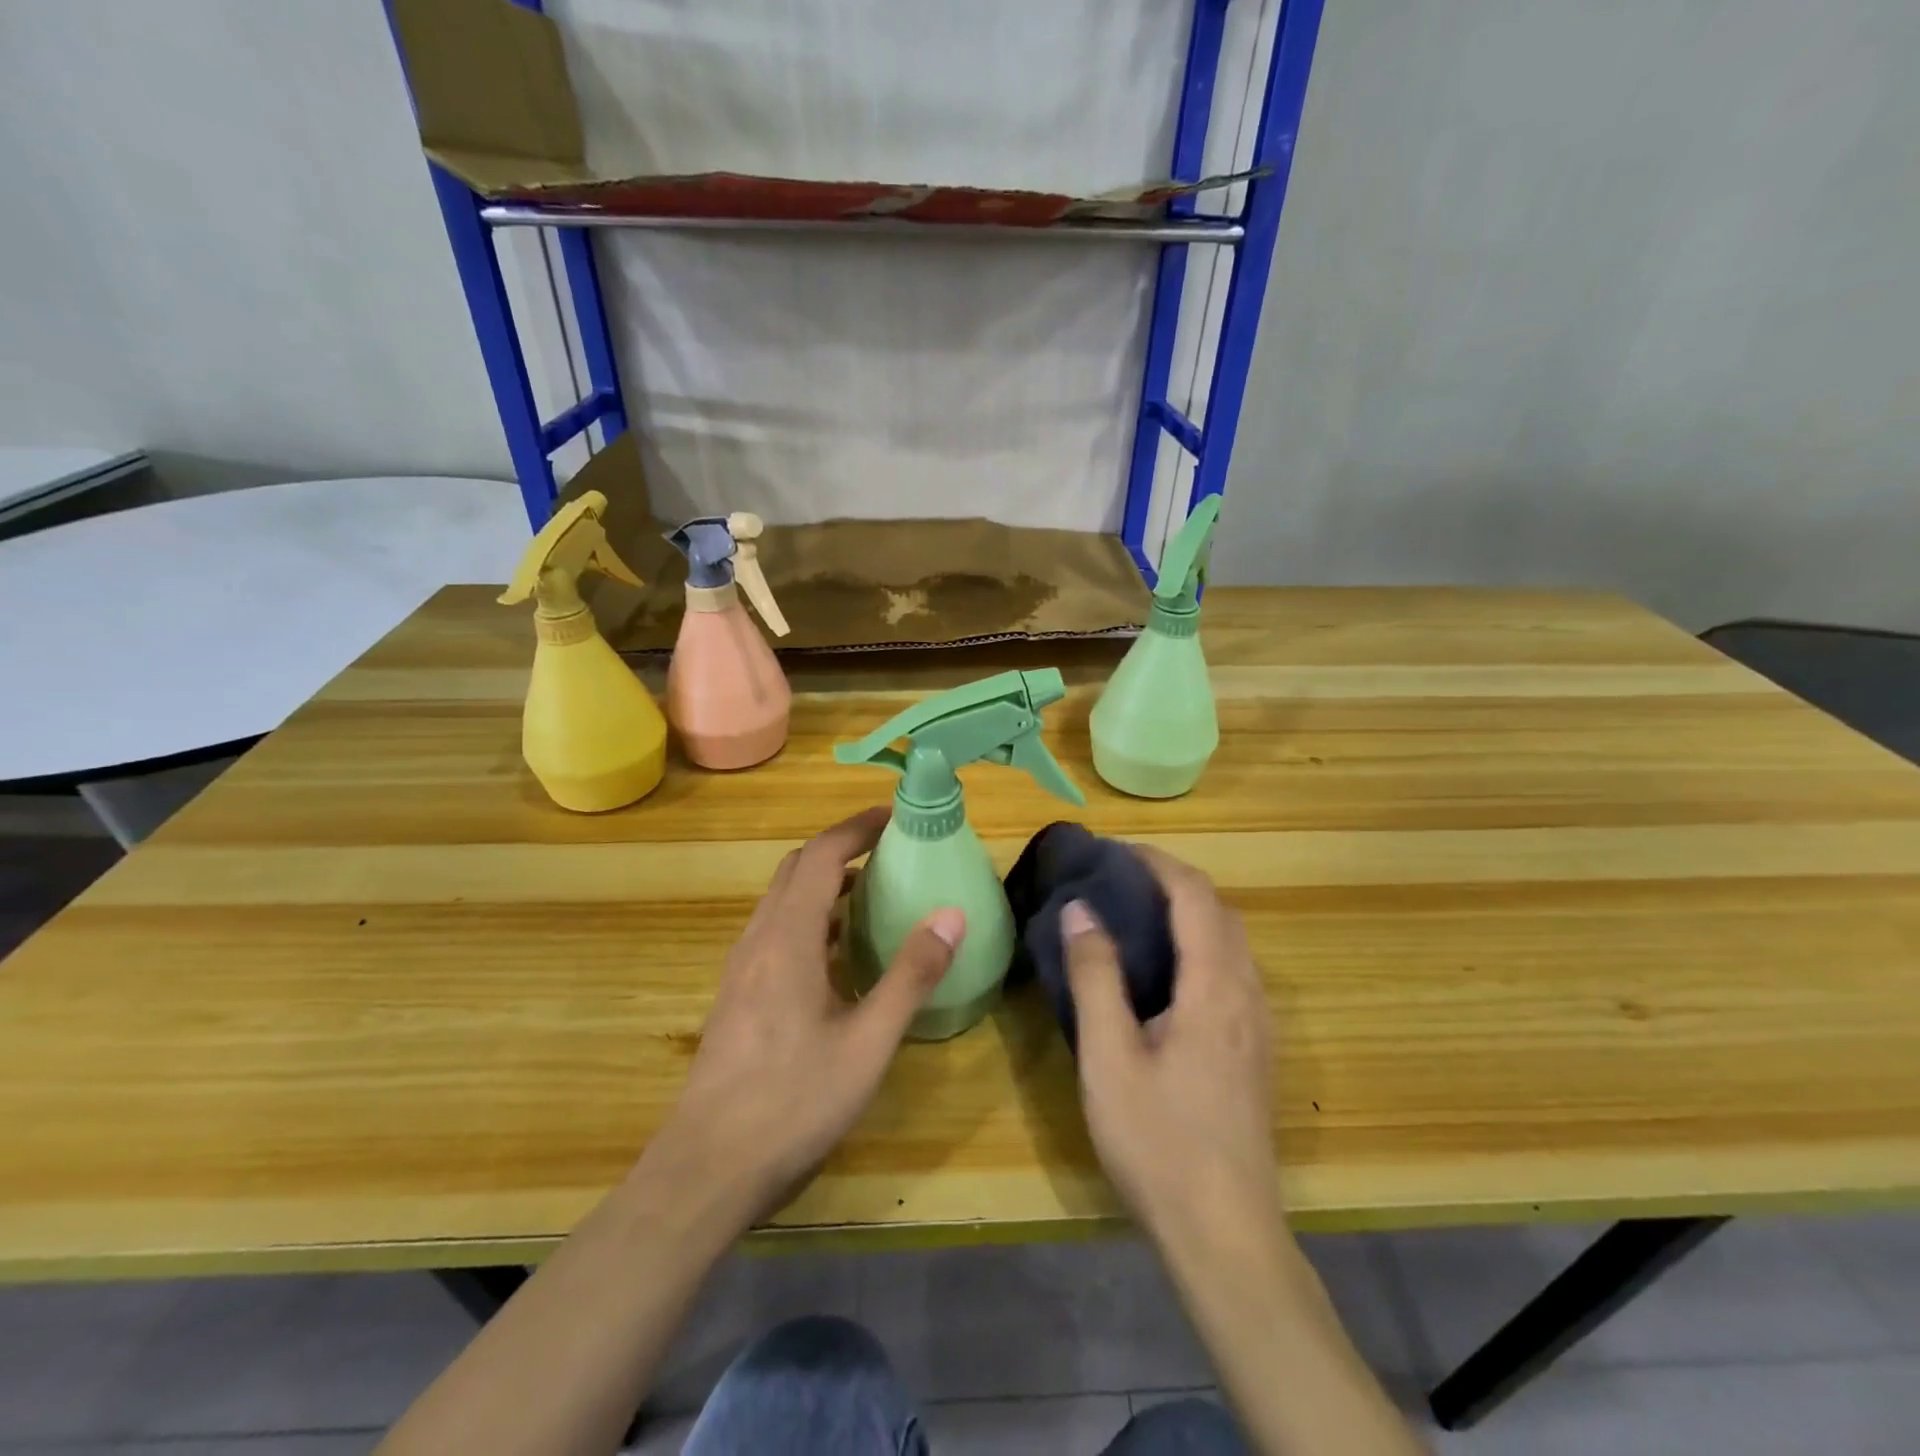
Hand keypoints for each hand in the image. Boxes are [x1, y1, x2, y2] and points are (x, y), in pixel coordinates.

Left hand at [647, 806, 965, 1225]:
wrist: (706, 1169)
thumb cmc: (793, 1102)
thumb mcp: (867, 1042)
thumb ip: (910, 975)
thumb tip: (951, 913)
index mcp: (788, 938)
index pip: (820, 856)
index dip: (856, 828)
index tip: (894, 816)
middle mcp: (759, 940)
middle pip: (796, 870)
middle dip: (840, 849)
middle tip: (888, 851)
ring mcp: (742, 968)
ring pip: (782, 901)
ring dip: (823, 884)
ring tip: (871, 895)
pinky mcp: (737, 995)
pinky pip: (776, 932)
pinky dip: (810, 918)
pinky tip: (838, 955)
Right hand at [1061, 847, 1280, 1248]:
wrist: (1225, 1235)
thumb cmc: (1159, 1142)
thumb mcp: (1109, 1057)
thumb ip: (1096, 976)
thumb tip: (1081, 910)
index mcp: (1215, 987)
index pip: (1195, 896)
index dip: (1157, 862)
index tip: (1113, 851)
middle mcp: (1248, 994)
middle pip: (1220, 911)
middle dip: (1173, 881)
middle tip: (1118, 879)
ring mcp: (1260, 1024)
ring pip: (1231, 941)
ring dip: (1189, 912)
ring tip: (1136, 914)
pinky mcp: (1257, 1049)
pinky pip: (1233, 970)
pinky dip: (1200, 944)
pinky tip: (1165, 972)